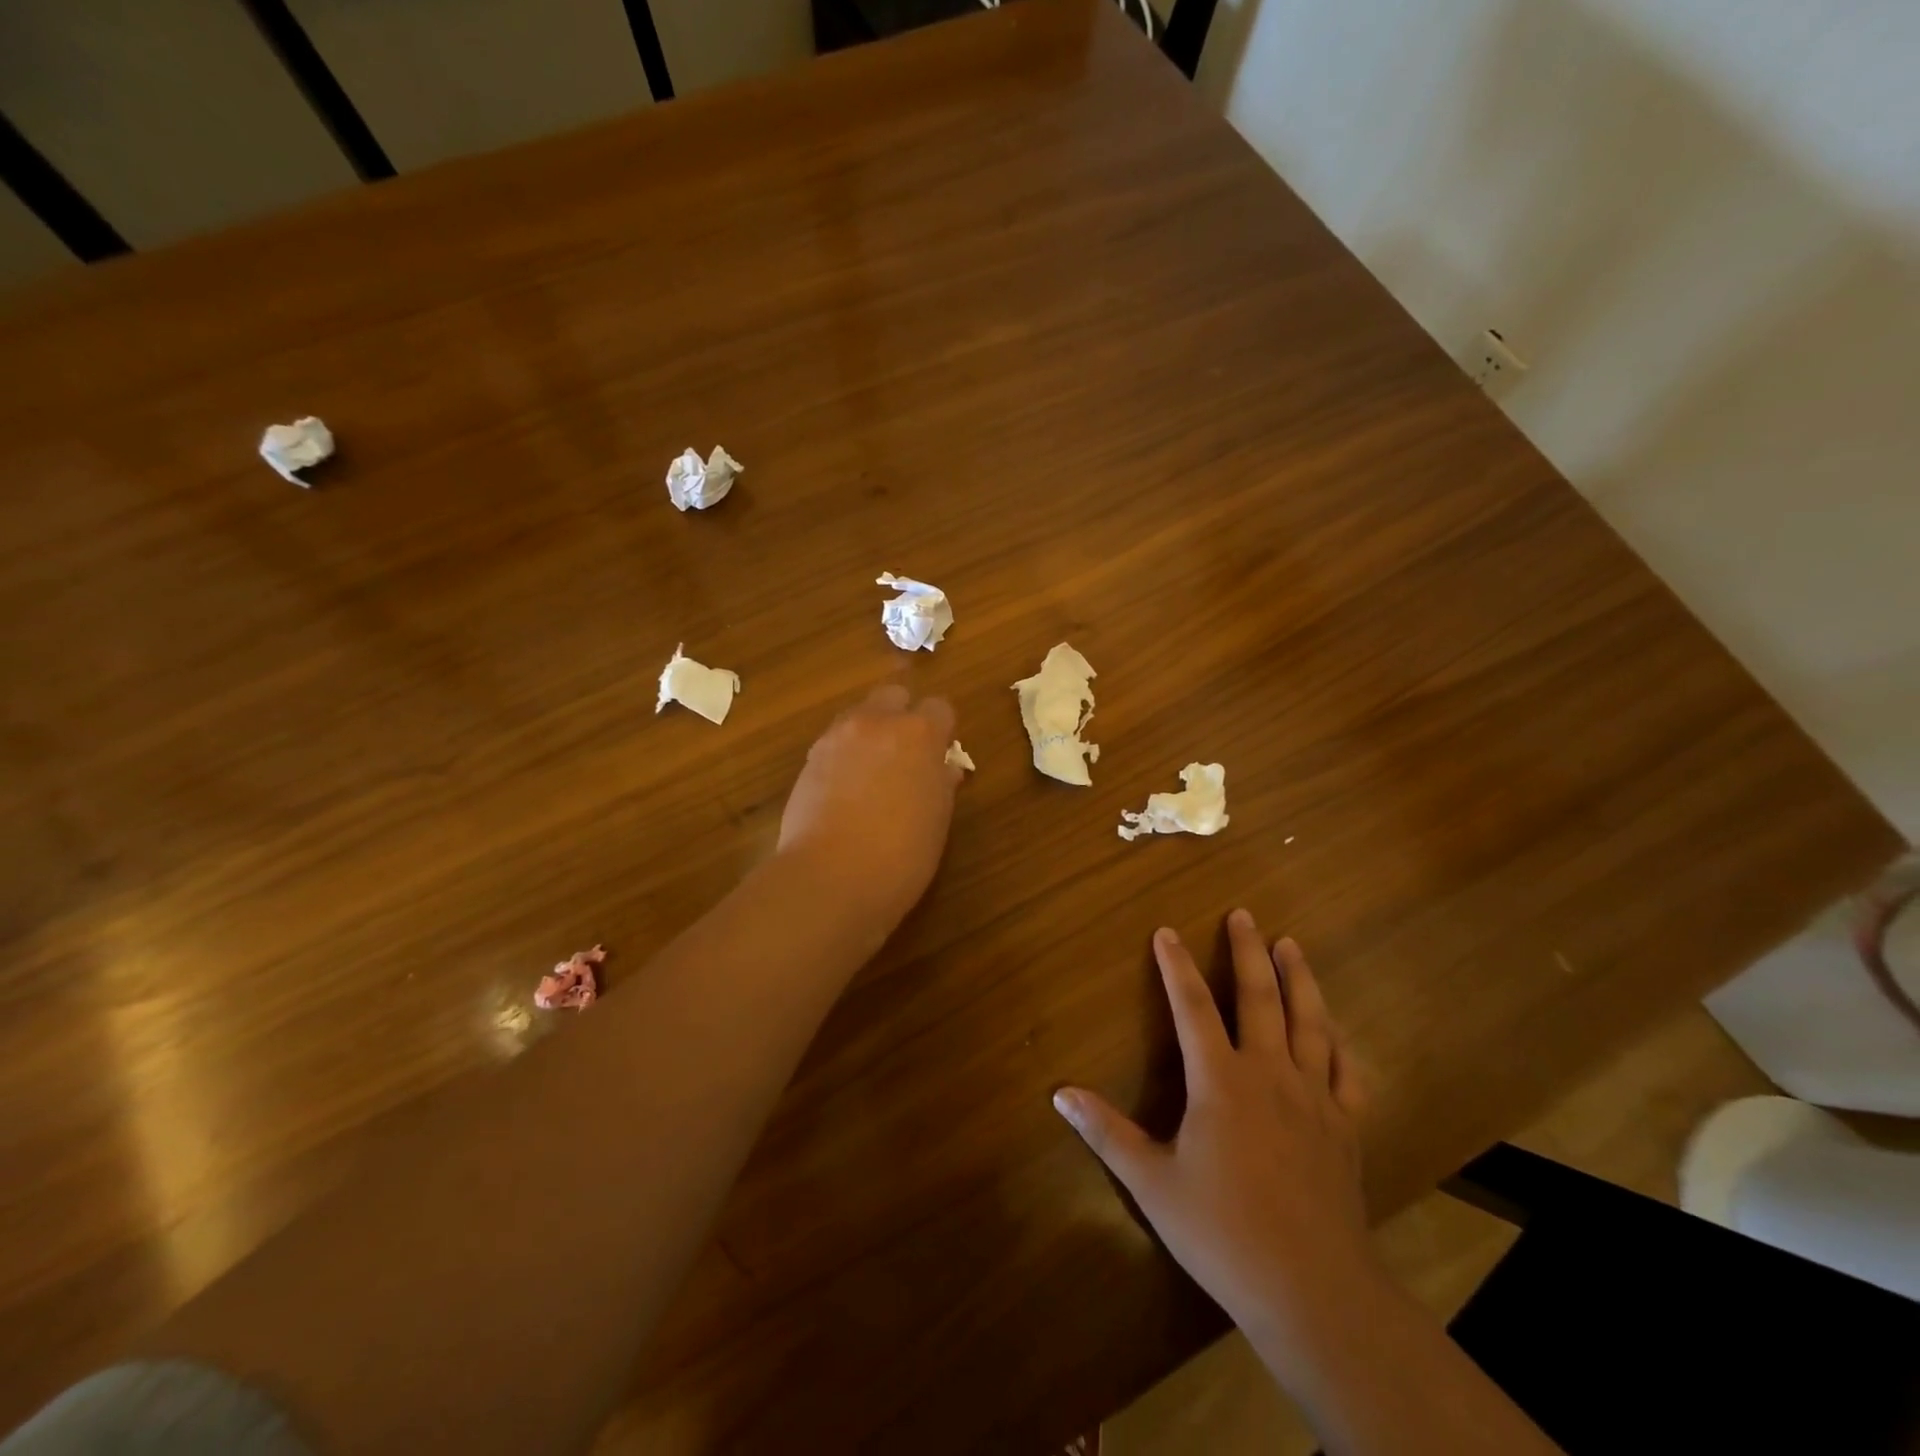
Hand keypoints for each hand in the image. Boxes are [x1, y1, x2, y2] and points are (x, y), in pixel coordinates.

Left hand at [776, 683, 960, 928]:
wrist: (831, 877)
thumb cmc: (902, 853)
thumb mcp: (937, 819)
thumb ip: (941, 783)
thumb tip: (943, 769)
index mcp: (919, 734)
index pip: (939, 707)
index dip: (942, 730)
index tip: (941, 756)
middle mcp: (876, 723)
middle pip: (893, 696)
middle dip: (902, 716)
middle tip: (906, 755)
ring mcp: (837, 737)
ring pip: (859, 715)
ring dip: (871, 733)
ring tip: (873, 774)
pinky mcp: (809, 759)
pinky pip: (834, 742)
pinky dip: (845, 755)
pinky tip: (846, 790)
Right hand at [1053, 911, 1371, 1351]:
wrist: (1313, 1290)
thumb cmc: (1223, 1231)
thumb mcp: (1152, 1183)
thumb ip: (1106, 1133)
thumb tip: (1060, 1093)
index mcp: (1221, 1081)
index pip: (1192, 1007)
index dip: (1176, 966)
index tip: (1167, 931)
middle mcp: (1269, 1074)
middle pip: (1259, 997)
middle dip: (1247, 951)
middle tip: (1243, 915)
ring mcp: (1314, 1098)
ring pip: (1309, 1022)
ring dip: (1299, 979)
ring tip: (1291, 945)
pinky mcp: (1346, 1127)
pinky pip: (1345, 1071)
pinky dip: (1338, 1042)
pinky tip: (1334, 1029)